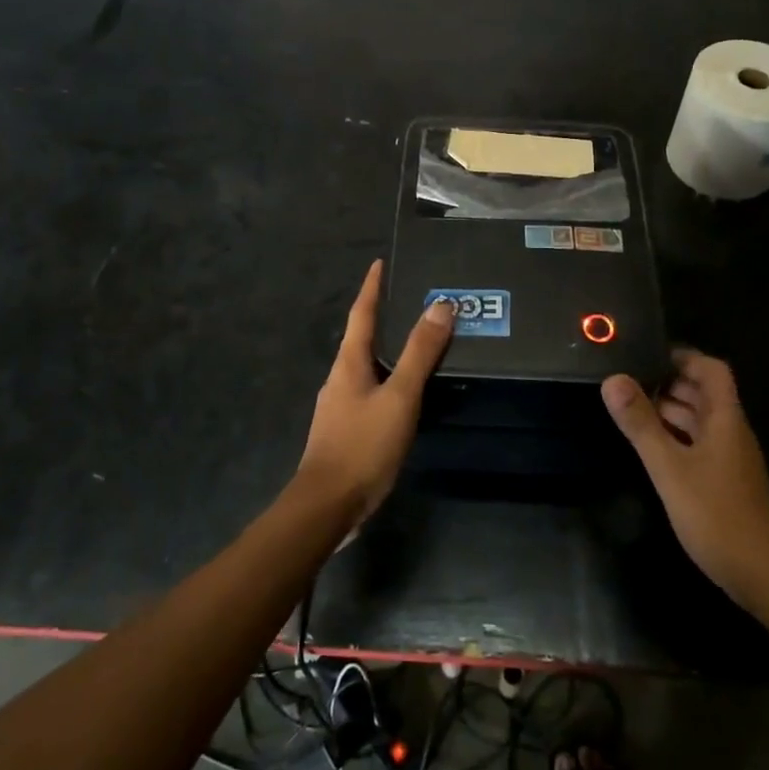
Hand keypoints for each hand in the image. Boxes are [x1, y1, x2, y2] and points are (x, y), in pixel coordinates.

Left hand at [297, 260, 454, 524]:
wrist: (327, 506)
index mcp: (348, 363)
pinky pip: (372, 390)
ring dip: (389, 349)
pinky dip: (390, 378)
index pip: (361, 313)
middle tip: (413, 299)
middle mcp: (340, 377)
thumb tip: (440, 305)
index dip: (372, 287)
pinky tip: (407, 390)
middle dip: (384, 316)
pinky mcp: (347, 429)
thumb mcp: (399, 396)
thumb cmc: (362, 445)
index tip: (380, 263)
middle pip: (362, 337)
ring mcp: (341, 405)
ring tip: (418, 341)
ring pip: (368, 365)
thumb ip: (420, 353)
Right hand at [601, 348, 768, 606]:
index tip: (647, 355)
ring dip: (670, 410)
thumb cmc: (717, 515)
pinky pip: (699, 444)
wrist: (765, 576)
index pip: (712, 370)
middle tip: (628, 379)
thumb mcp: (670, 467)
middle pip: (704, 394)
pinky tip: (651, 447)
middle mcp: (731, 432)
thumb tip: (613, 379)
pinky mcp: (726, 482)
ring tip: (631, 408)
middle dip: (669, 382)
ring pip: (700, 420)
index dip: (683, 357)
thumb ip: (640, 423)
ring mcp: (730, 459)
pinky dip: (676, 437)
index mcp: (725, 419)